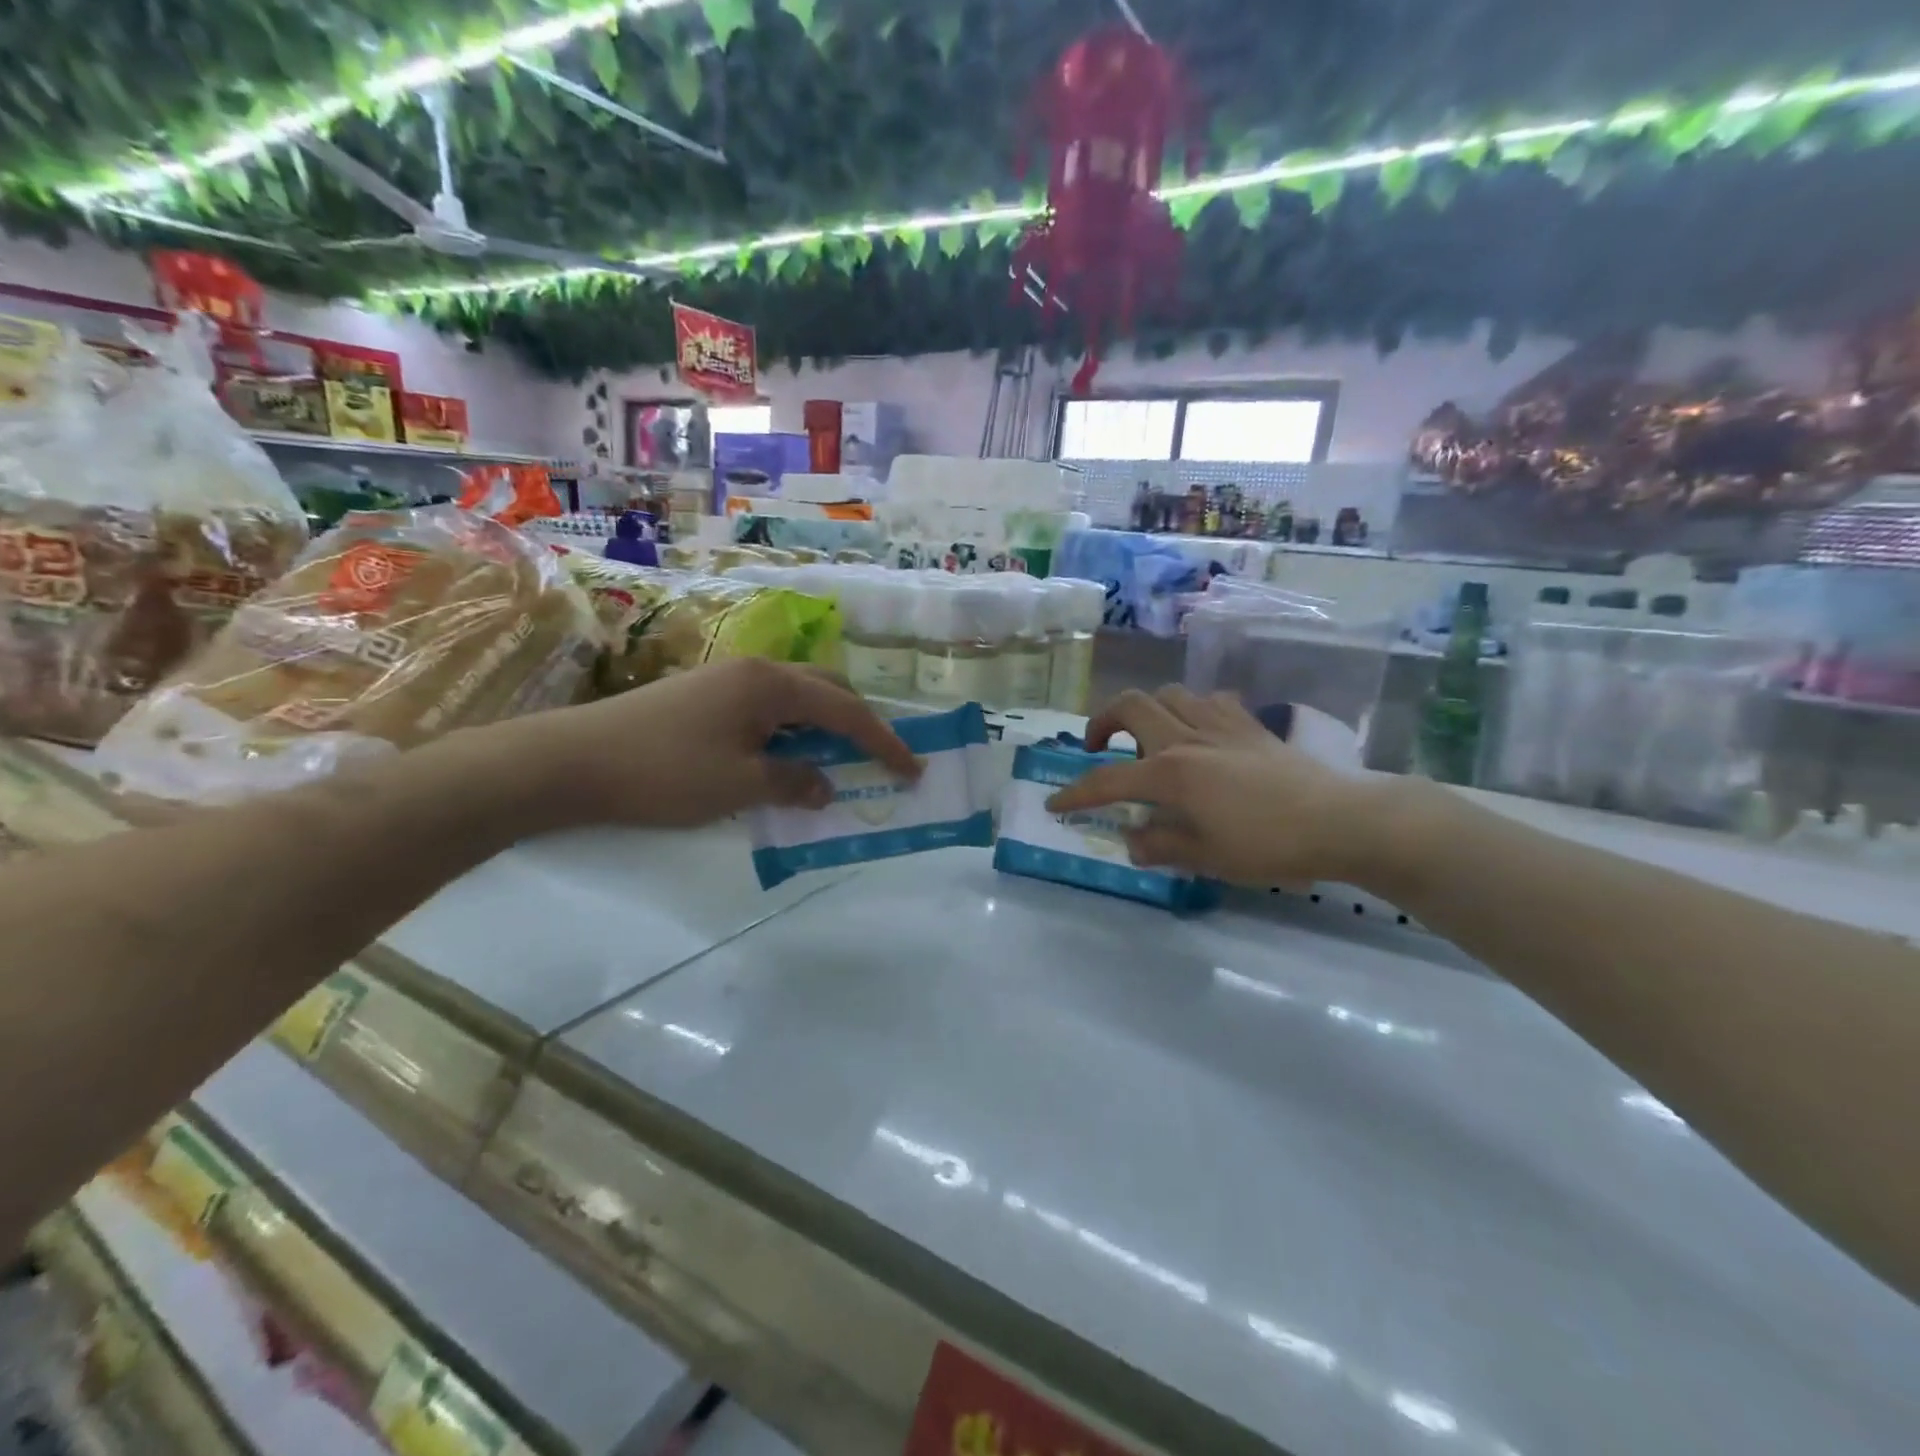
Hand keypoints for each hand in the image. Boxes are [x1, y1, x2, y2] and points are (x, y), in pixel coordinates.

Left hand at [517, 658, 919, 829]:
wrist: (570, 761)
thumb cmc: (664, 771)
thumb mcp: (739, 785)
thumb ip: (794, 782)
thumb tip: (826, 785)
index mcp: (771, 684)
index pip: (846, 711)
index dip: (884, 742)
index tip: (913, 769)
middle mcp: (756, 670)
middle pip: (827, 690)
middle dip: (859, 723)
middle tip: (880, 759)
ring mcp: (727, 679)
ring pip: (797, 698)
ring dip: (824, 726)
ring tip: (838, 761)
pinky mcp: (705, 695)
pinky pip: (769, 708)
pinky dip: (793, 731)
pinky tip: (787, 757)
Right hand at [1049, 685, 1382, 887]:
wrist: (1338, 820)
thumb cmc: (1267, 844)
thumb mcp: (1205, 857)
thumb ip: (1159, 845)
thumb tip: (1132, 840)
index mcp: (1170, 773)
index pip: (1106, 780)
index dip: (1075, 794)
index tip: (1055, 805)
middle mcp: (1186, 738)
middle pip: (1130, 705)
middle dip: (1102, 722)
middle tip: (1098, 748)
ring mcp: (1219, 724)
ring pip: (1168, 693)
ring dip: (1147, 711)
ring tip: (1149, 739)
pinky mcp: (1249, 723)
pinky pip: (1208, 700)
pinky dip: (1191, 710)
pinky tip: (1199, 733)